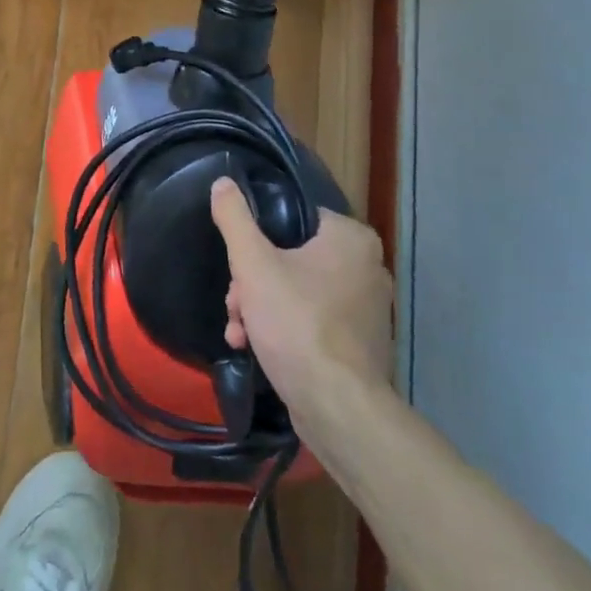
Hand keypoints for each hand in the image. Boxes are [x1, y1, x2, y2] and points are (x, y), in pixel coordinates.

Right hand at [210, 177, 391, 433]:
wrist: (337, 408)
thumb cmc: (296, 322)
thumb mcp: (252, 263)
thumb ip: (234, 218)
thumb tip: (223, 182)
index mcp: (351, 239)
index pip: (294, 217)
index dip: (258, 238)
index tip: (238, 264)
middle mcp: (368, 268)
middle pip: (290, 257)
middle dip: (252, 282)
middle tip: (236, 304)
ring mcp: (366, 309)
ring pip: (296, 290)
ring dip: (259, 306)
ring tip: (240, 331)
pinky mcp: (359, 344)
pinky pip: (311, 320)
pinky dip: (282, 328)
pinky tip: (254, 347)